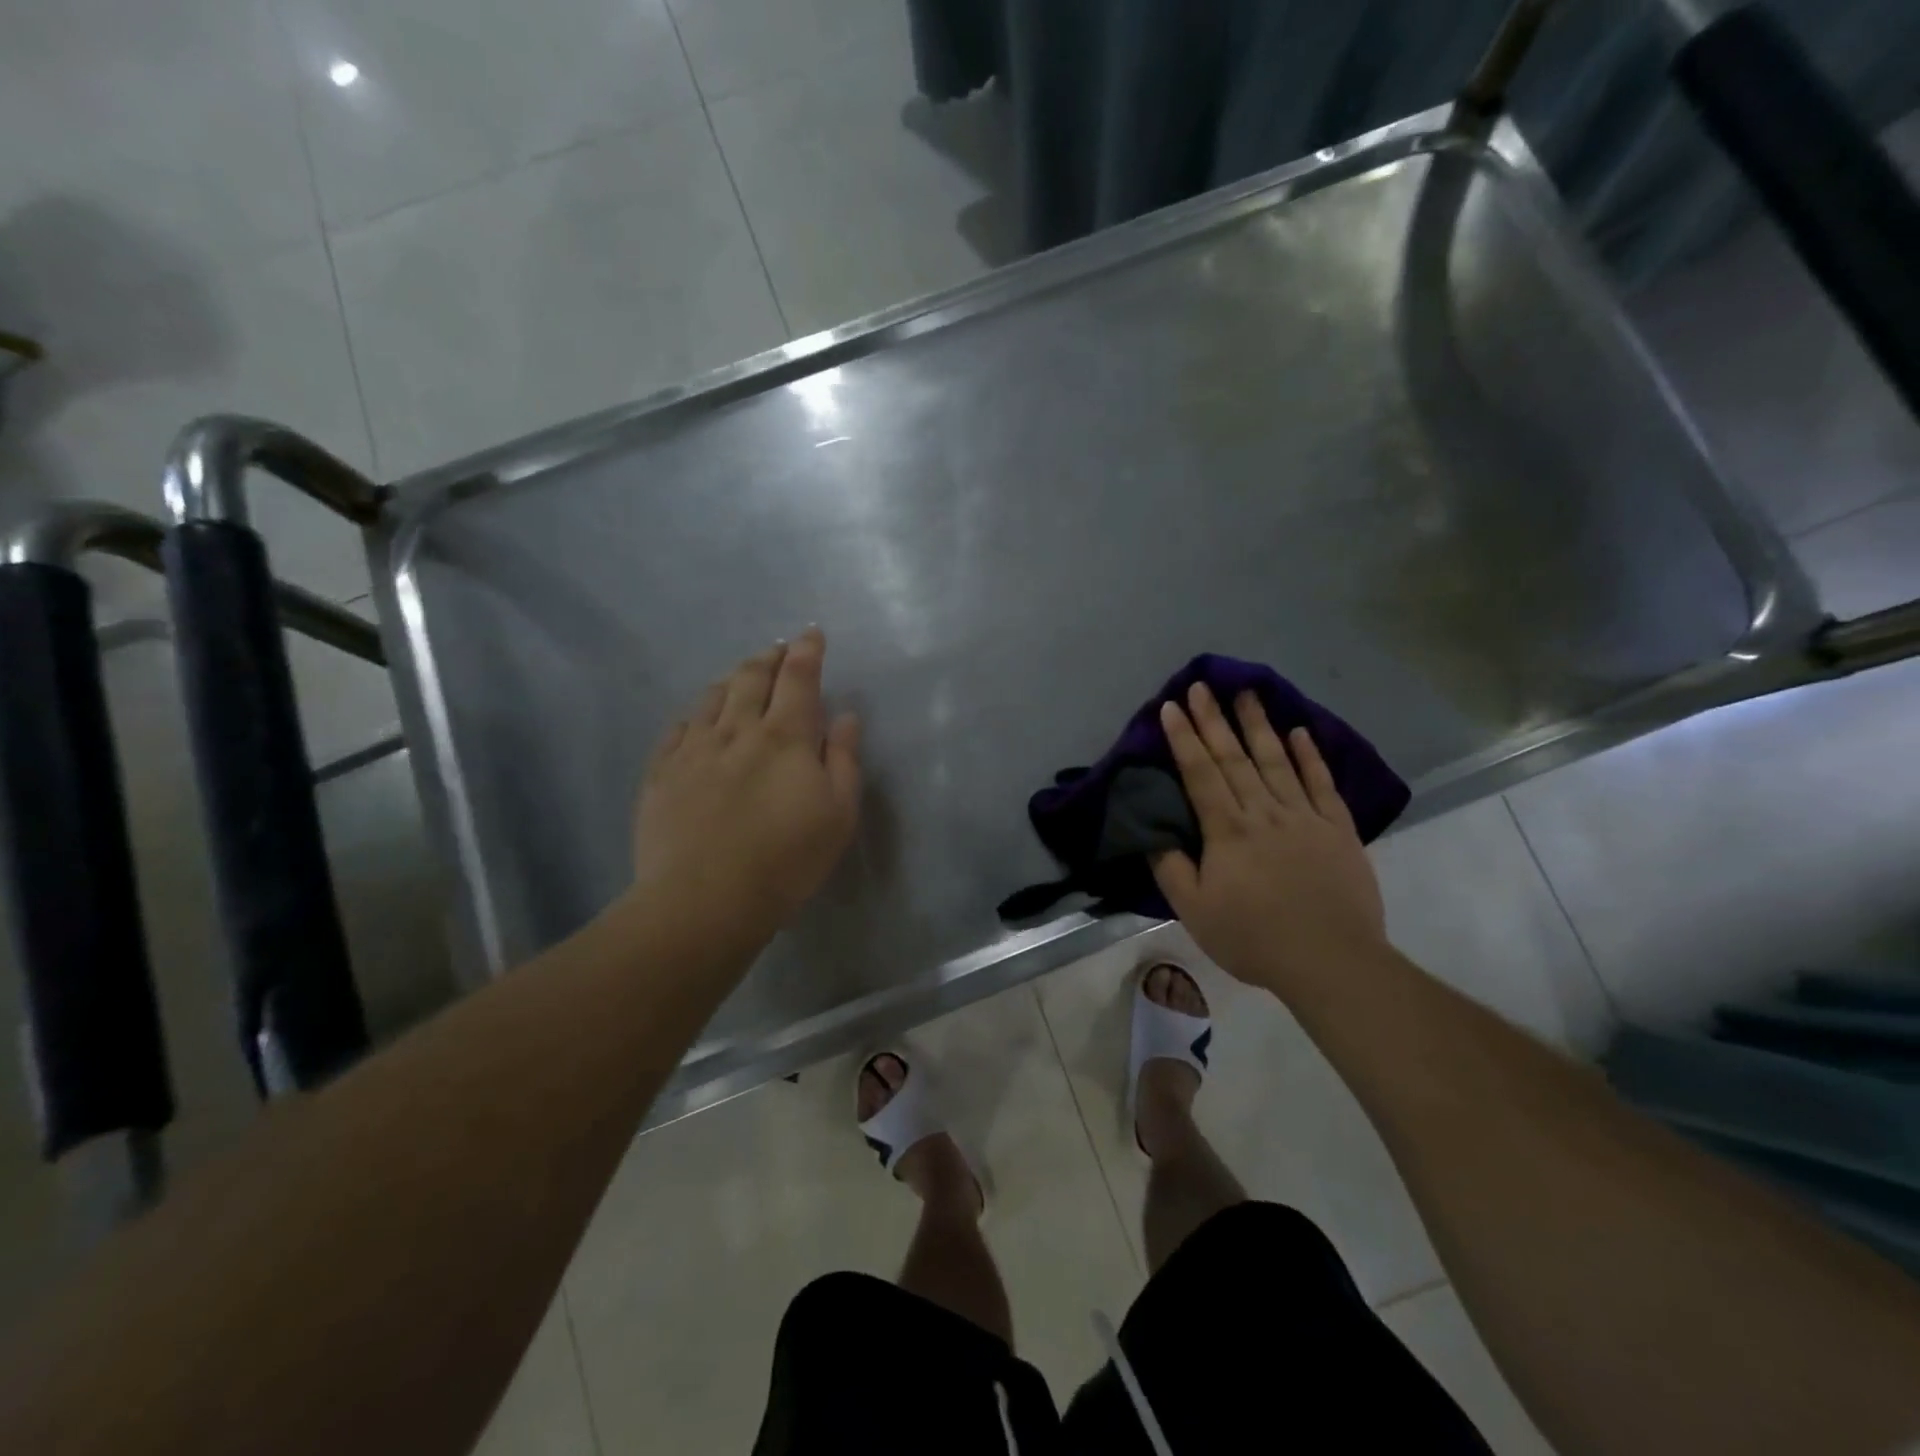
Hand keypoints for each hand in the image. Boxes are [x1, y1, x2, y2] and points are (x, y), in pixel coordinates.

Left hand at [631, 627, 861, 951]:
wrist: (703, 900)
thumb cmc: (785, 860)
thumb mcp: (838, 815)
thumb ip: (845, 760)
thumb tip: (846, 716)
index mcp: (785, 737)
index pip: (799, 677)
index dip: (807, 651)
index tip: (812, 635)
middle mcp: (738, 730)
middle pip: (752, 677)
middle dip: (769, 657)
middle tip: (778, 650)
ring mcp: (694, 749)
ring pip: (713, 697)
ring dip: (732, 680)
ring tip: (741, 677)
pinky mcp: (662, 772)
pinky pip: (678, 728)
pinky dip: (696, 715)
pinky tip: (698, 720)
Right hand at [1151, 683, 1387, 997]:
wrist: (1331, 961)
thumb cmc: (1253, 937)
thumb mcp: (1194, 910)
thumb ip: (1170, 866)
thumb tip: (1151, 830)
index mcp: (1227, 830)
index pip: (1200, 773)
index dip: (1184, 738)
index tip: (1172, 706)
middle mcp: (1264, 812)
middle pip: (1235, 758)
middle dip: (1215, 720)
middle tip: (1203, 685)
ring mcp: (1304, 817)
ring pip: (1277, 761)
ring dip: (1259, 725)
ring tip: (1247, 692)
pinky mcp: (1337, 829)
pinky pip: (1321, 784)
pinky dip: (1311, 756)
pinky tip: (1300, 732)